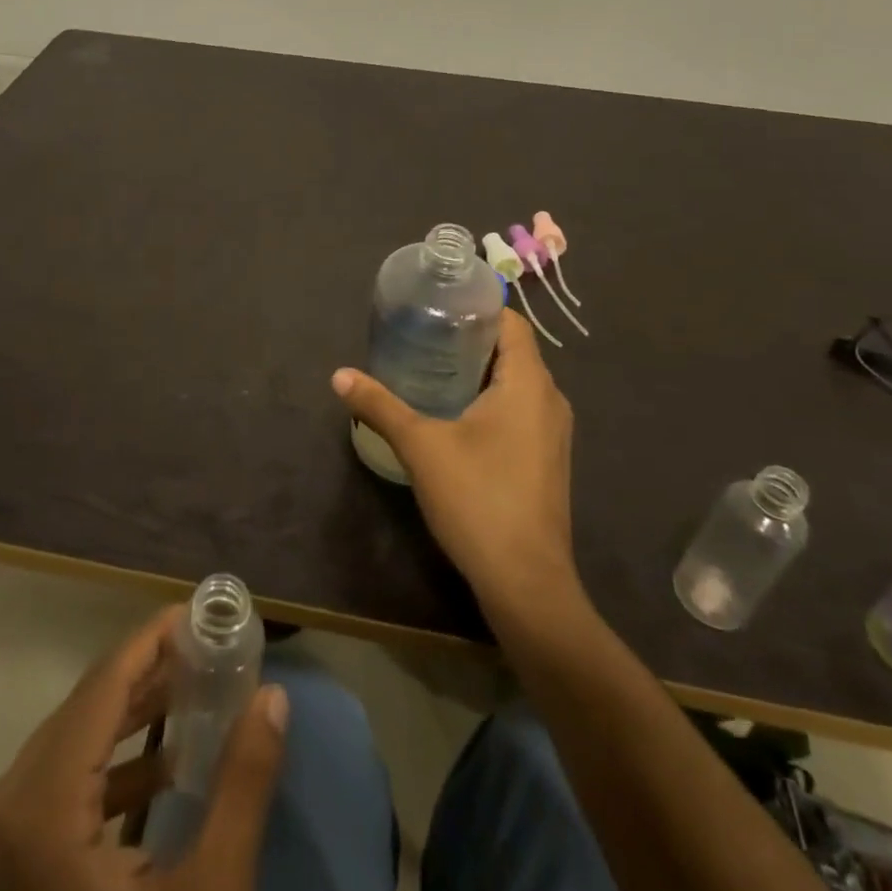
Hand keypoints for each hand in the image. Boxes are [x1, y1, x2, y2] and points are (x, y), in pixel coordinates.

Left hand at [0, 606, 288, 890]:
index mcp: (37, 812)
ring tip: (191, 694)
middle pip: (83, 710)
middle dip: (147, 676)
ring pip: (68, 742)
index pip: (101, 688)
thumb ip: (243, 785)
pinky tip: (159, 767)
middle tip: (205, 651)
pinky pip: (54, 783)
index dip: (150, 641)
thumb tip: (274, 698)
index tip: (195, 611)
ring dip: (129, 717)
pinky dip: (105, 765)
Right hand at [334, 310, 578, 611]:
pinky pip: (519, 410)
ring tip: (429, 369)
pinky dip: (489, 400)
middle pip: (512, 351)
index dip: (475, 308)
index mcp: (529, 384)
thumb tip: (339, 375)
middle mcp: (549, 400)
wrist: (526, 583)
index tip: (436, 307)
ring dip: (477, 372)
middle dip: (468, 340)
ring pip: (515, 383)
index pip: (511, 322)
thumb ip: (380, 405)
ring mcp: (552, 432)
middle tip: (421, 336)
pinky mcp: (546, 459)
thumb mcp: (420, 446)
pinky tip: (453, 414)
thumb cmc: (478, 500)